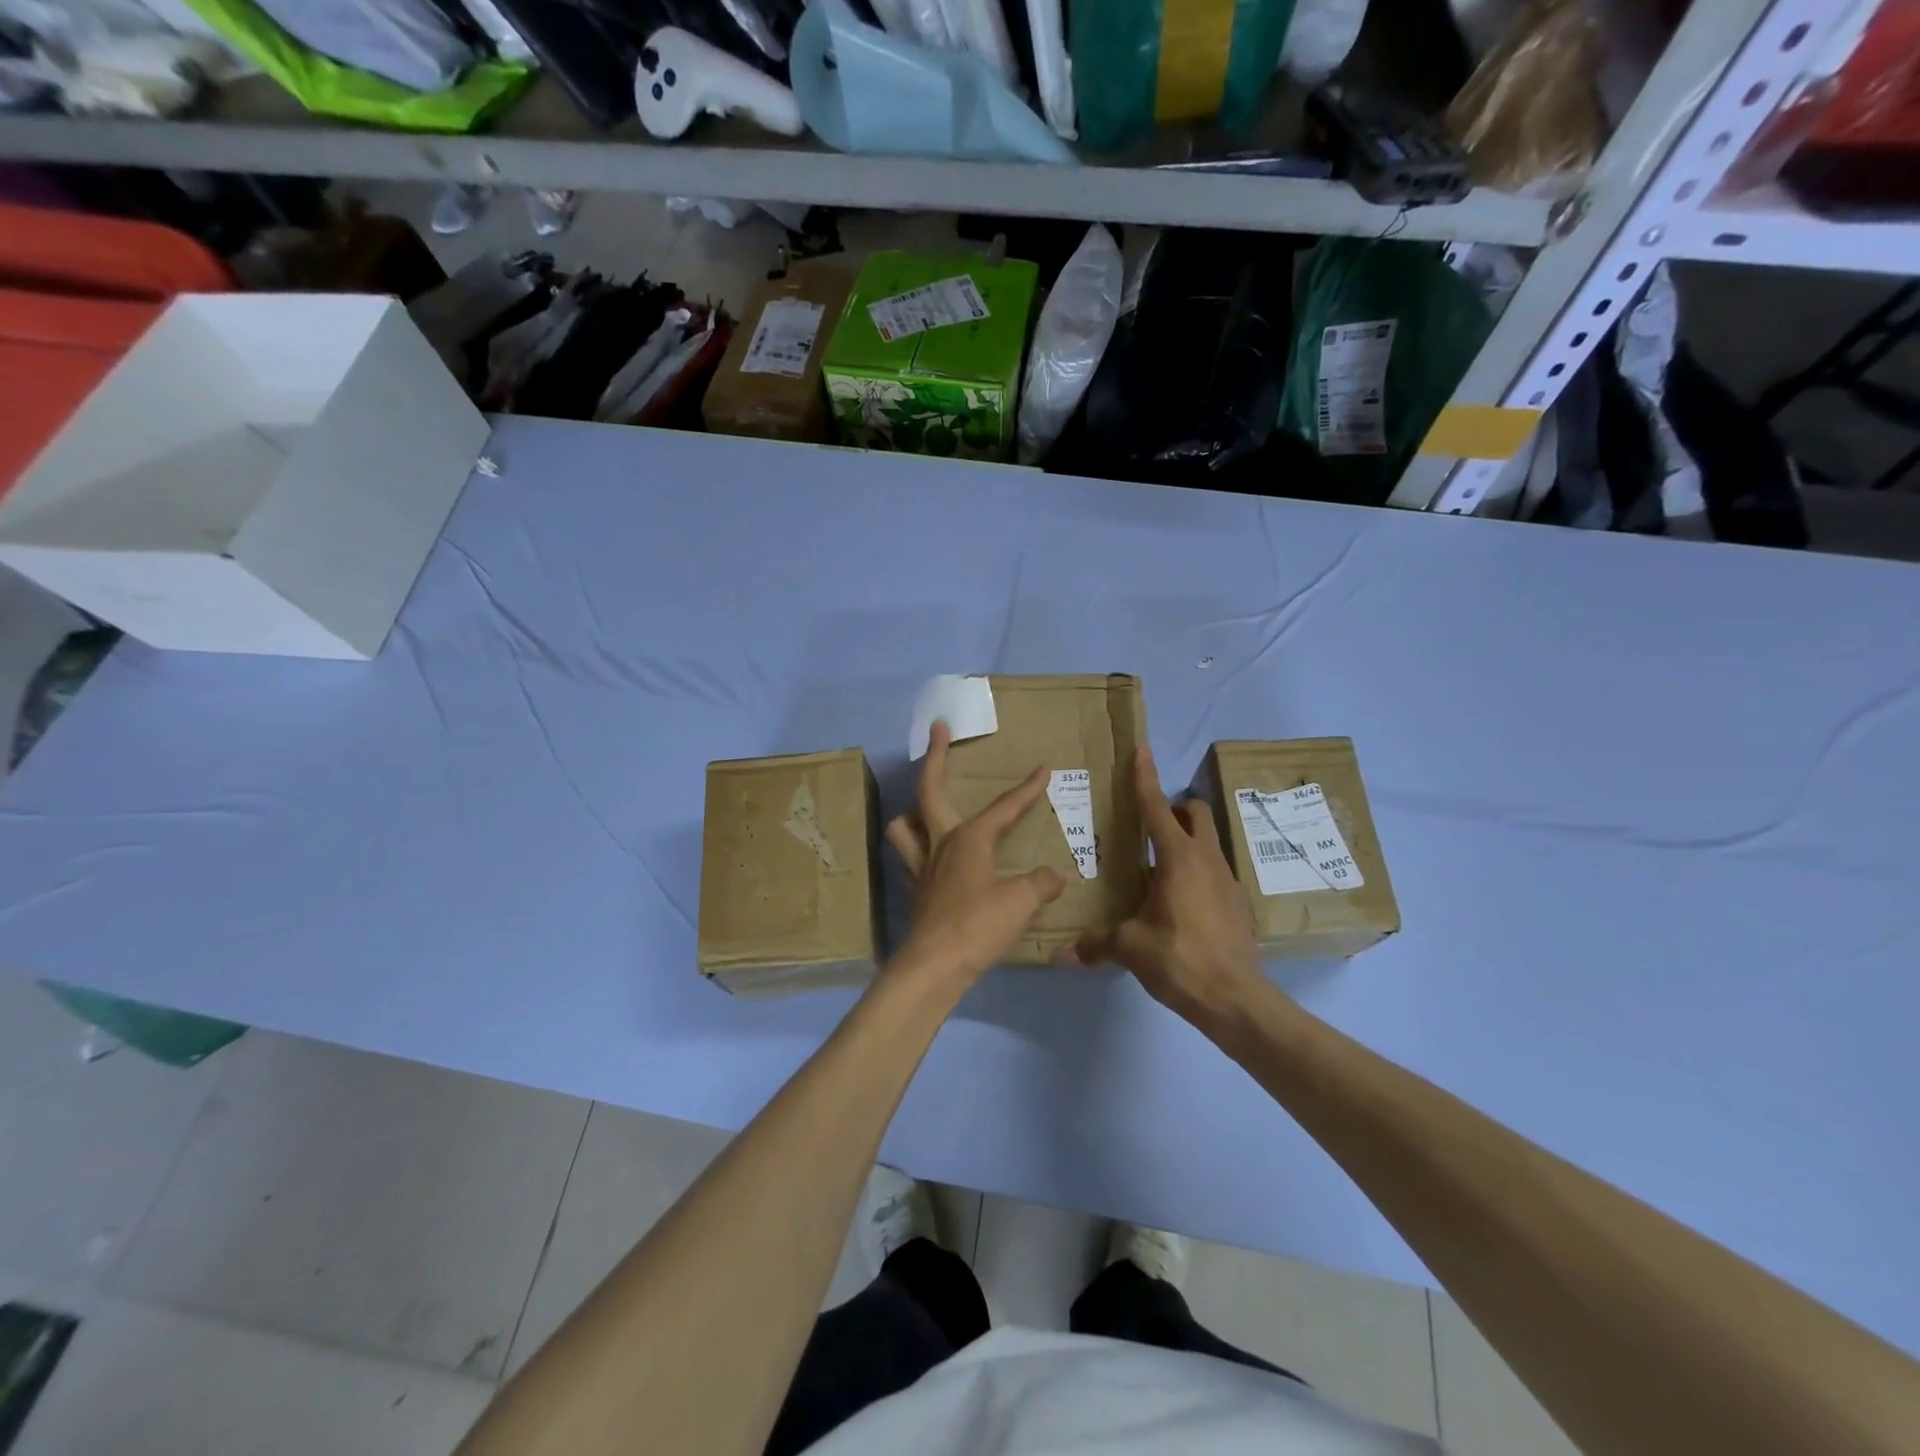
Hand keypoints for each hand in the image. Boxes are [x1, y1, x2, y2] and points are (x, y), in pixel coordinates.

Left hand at [885, 720, 1064, 990]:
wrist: (934, 966)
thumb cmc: (978, 926)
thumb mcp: (1021, 902)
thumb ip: (1040, 884)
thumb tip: (1054, 876)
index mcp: (968, 839)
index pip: (1003, 807)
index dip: (1026, 789)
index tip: (1042, 769)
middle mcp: (940, 843)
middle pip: (929, 790)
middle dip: (935, 756)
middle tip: (937, 728)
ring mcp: (921, 867)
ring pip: (904, 825)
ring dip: (913, 811)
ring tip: (926, 809)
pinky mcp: (915, 891)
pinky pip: (910, 858)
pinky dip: (918, 850)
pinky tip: (932, 859)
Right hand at [1066, 748, 1265, 1030]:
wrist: (1238, 1000)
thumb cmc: (1181, 960)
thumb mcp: (1131, 949)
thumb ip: (1096, 945)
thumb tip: (1061, 954)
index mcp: (1178, 859)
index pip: (1156, 808)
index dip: (1145, 778)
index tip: (1141, 752)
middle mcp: (1206, 860)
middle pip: (1196, 812)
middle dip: (1175, 808)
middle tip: (1149, 826)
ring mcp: (1228, 881)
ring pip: (1209, 841)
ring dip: (1186, 841)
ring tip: (1159, 868)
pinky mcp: (1238, 903)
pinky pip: (1215, 871)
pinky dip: (1197, 872)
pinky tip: (1180, 903)